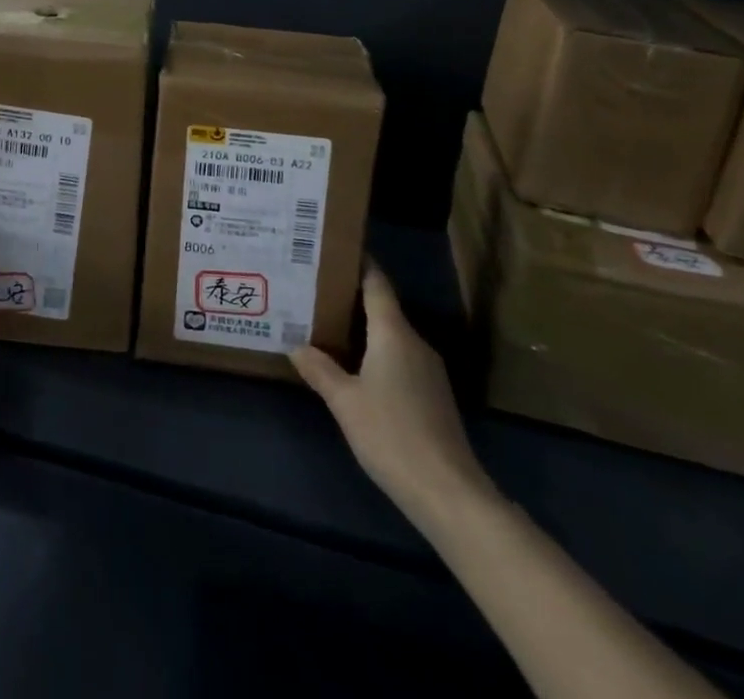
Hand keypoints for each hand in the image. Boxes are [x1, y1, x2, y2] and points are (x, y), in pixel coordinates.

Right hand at [290, 262, 493, 527]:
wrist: (448, 493)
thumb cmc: (391, 435)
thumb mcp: (344, 401)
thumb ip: (319, 369)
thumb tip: (295, 344)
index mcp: (393, 332)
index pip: (376, 283)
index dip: (358, 263)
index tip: (333, 249)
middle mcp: (414, 342)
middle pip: (382, 307)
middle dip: (350, 297)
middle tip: (315, 290)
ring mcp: (428, 370)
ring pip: (390, 335)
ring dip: (362, 328)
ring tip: (326, 325)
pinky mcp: (432, 395)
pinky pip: (399, 358)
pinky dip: (375, 353)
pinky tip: (354, 368)